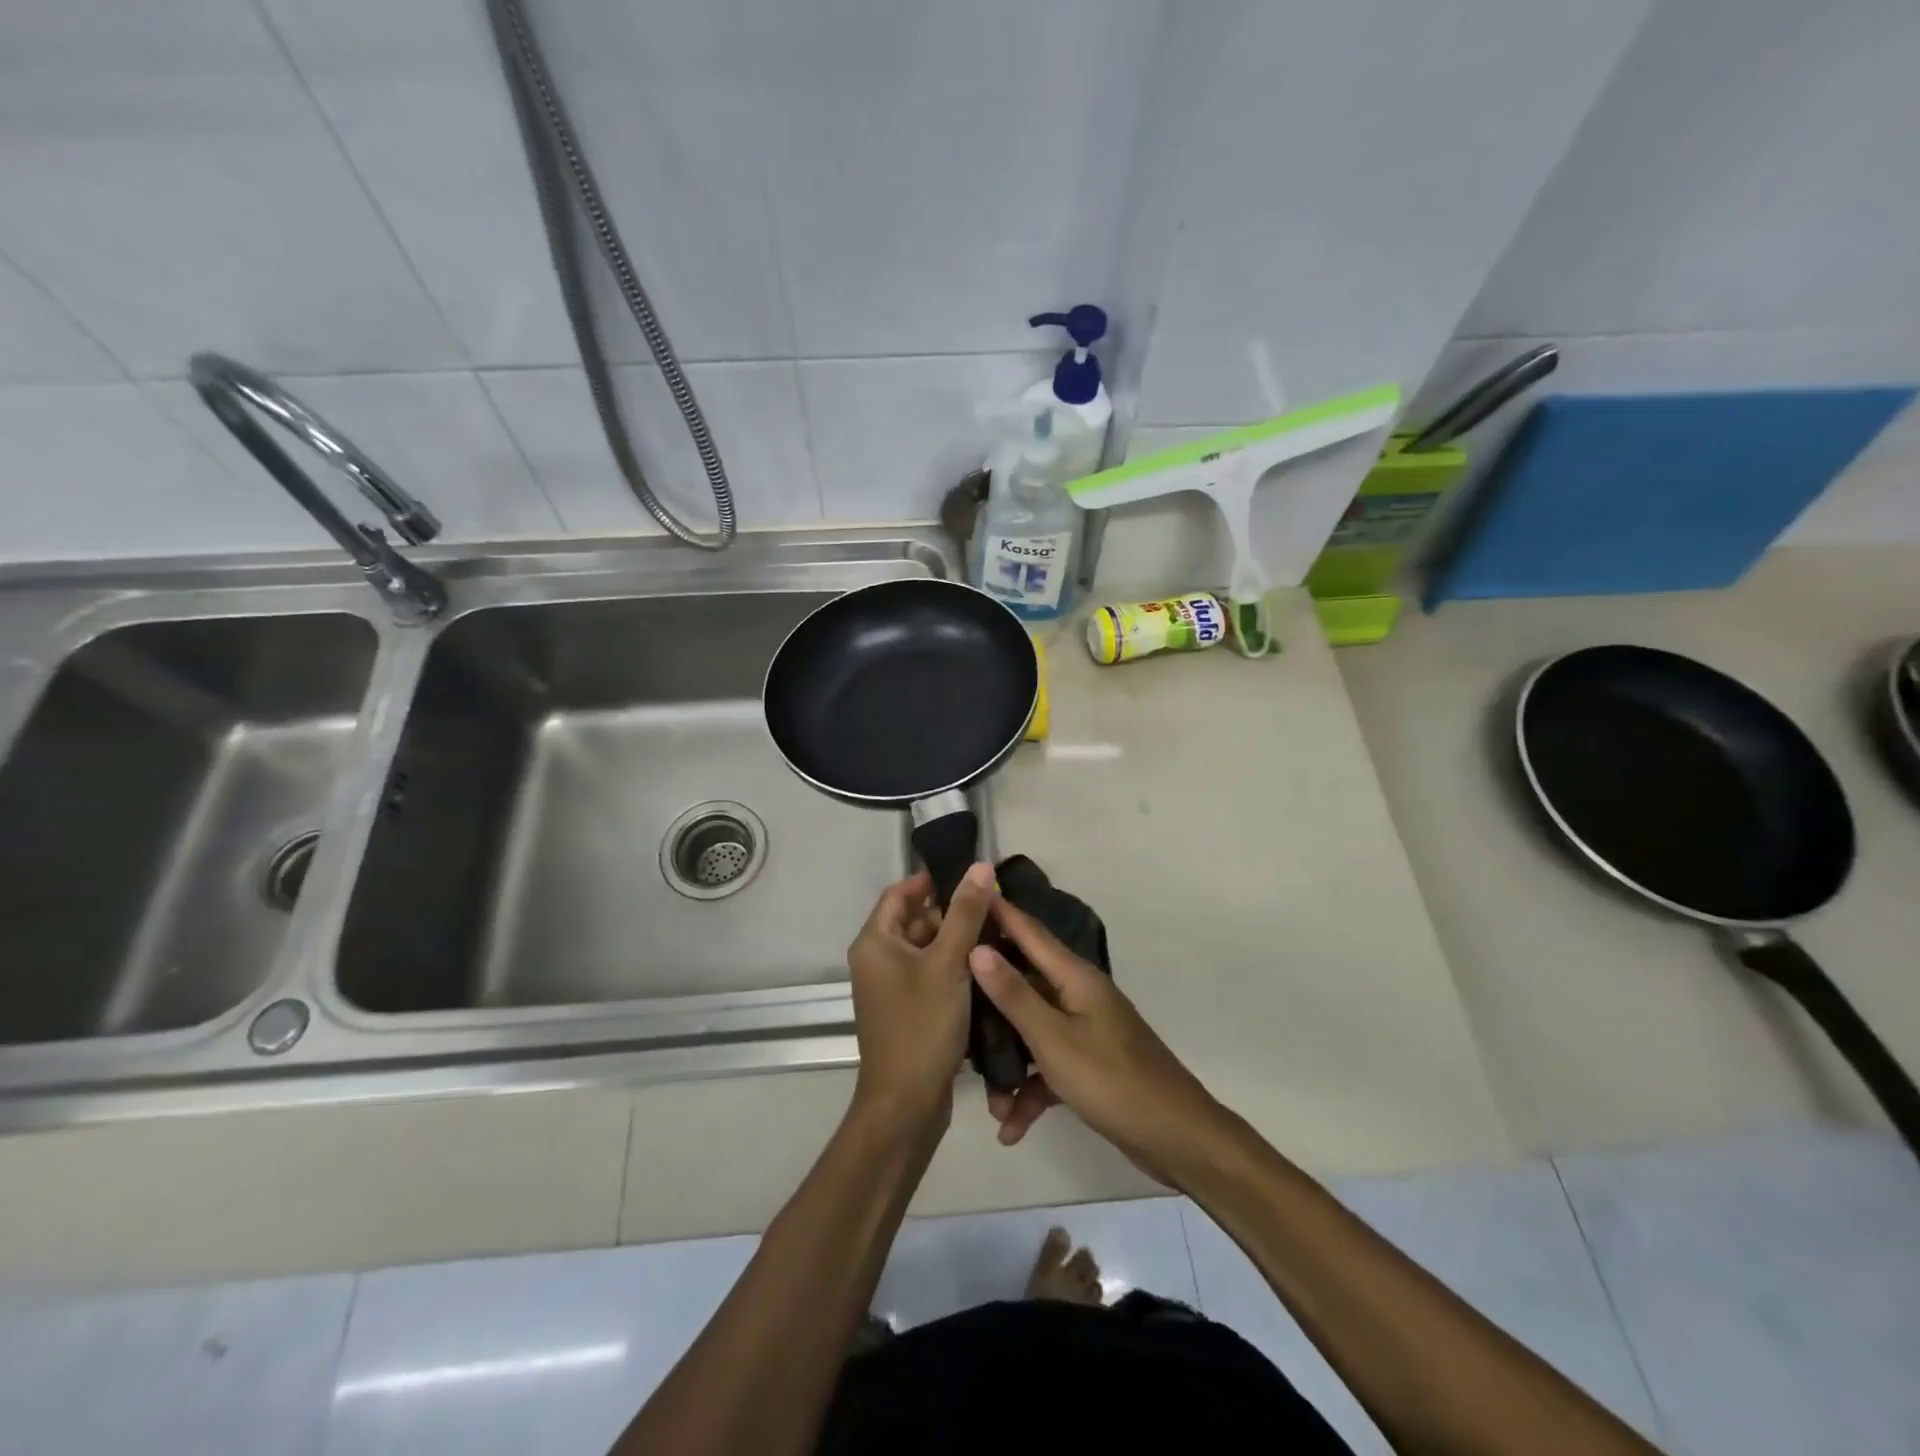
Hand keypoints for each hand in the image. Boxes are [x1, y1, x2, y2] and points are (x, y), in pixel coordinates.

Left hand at [846, 862, 995, 1132]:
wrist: (905, 1105)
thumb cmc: (922, 1026)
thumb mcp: (948, 964)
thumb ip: (966, 914)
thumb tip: (980, 867)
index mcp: (875, 942)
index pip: (900, 893)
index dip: (932, 881)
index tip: (971, 878)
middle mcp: (876, 960)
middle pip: (914, 921)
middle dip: (951, 913)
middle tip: (994, 909)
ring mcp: (890, 988)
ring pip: (925, 950)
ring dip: (955, 942)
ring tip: (997, 936)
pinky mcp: (906, 1010)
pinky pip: (929, 975)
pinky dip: (952, 968)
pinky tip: (985, 970)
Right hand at [968, 897, 1227, 1185]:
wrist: (1174, 1138)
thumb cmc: (1111, 1079)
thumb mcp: (1053, 1038)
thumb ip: (1014, 994)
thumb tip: (978, 947)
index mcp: (1074, 977)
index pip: (1028, 931)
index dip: (998, 912)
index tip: (965, 893)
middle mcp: (1078, 995)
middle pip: (1022, 983)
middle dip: (987, 1002)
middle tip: (948, 1002)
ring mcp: (1084, 1029)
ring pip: (1031, 1031)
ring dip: (1008, 1064)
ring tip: (990, 1101)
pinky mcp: (1087, 1063)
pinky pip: (1047, 1066)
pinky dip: (1030, 1092)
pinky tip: (1011, 1128)